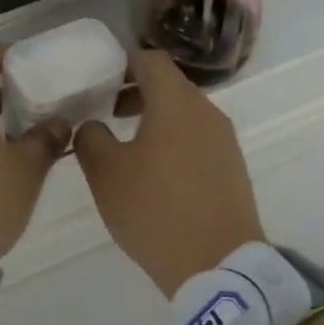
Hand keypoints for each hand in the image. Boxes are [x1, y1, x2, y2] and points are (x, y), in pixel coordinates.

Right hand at [73, 50, 263, 295]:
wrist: (217, 265)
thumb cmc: (155, 210)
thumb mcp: (105, 173)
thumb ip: (91, 137)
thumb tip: (93, 125)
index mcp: (176, 103)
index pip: (150, 59)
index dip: (121, 63)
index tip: (98, 81)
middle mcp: (207, 112)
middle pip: (169, 86)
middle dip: (134, 93)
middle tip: (105, 113)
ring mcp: (225, 141)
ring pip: (184, 114)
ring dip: (154, 119)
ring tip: (126, 147)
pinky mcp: (232, 168)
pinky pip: (198, 139)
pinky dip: (173, 141)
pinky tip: (155, 175)